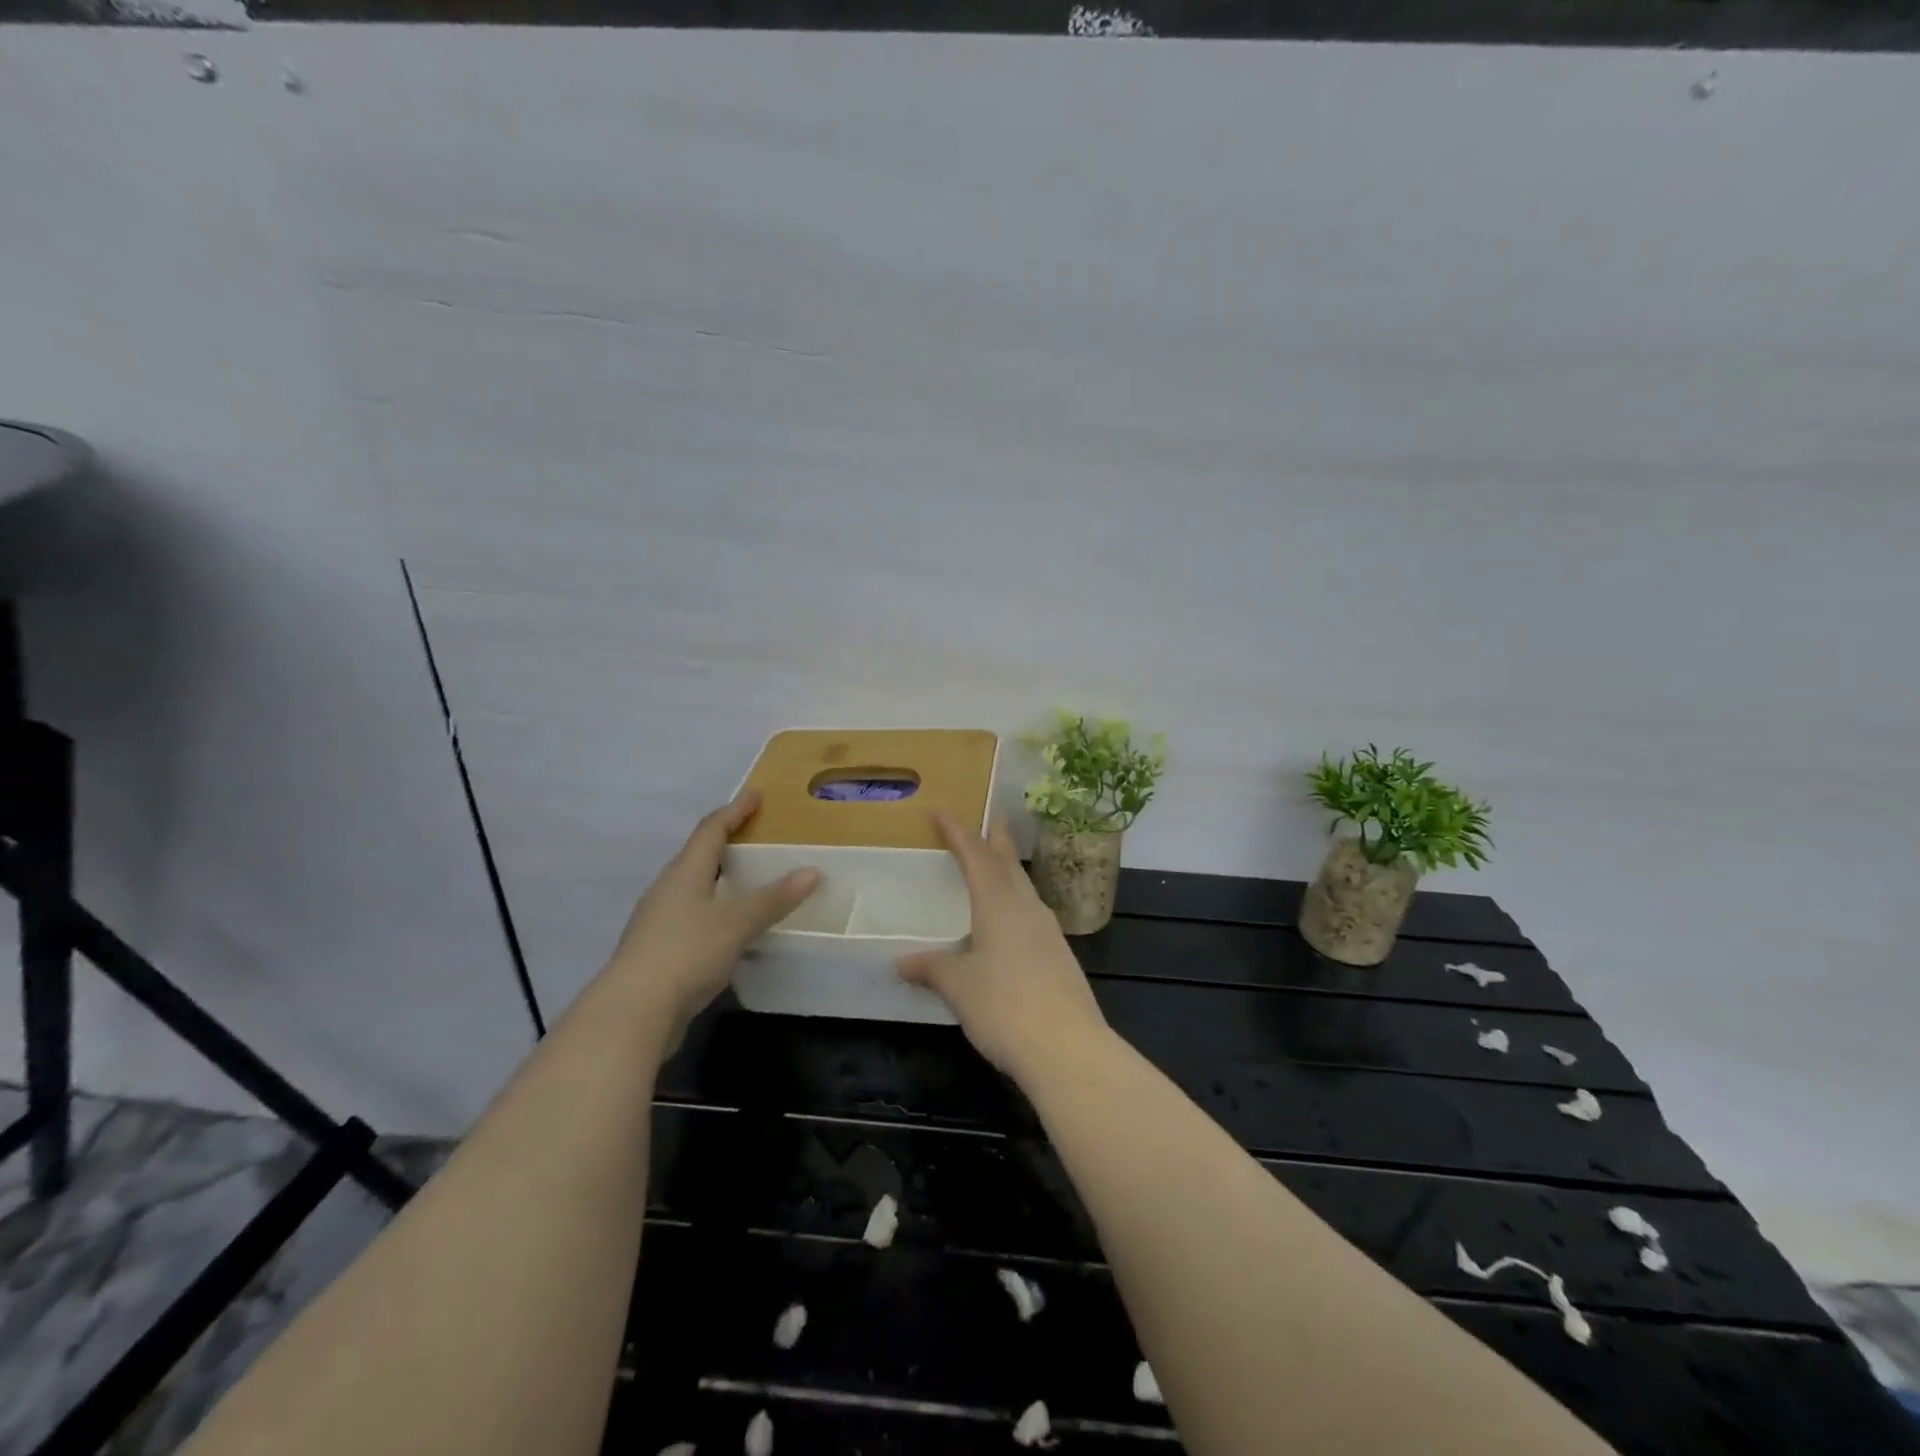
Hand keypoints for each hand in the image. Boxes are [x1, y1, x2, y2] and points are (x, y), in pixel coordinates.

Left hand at [603, 792, 818, 1052]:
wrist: (632, 1013)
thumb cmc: (685, 954)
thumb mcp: (737, 924)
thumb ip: (773, 899)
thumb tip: (812, 871)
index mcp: (684, 873)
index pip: (711, 830)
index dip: (734, 810)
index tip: (756, 795)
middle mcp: (667, 890)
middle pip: (698, 856)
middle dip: (726, 843)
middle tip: (756, 837)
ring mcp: (659, 922)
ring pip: (694, 889)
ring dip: (720, 880)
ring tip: (749, 881)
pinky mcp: (659, 951)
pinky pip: (693, 918)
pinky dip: (716, 911)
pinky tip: (732, 928)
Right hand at [897, 812, 1110, 1082]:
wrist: (1068, 1048)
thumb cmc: (1005, 1007)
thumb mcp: (959, 987)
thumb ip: (932, 969)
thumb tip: (902, 962)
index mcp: (999, 905)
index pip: (976, 857)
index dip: (958, 833)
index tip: (943, 812)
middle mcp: (1026, 910)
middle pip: (1009, 865)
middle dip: (997, 841)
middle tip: (993, 819)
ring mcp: (1048, 933)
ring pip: (1025, 889)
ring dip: (1010, 871)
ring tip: (998, 866)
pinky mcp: (1060, 957)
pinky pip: (1032, 915)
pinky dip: (1017, 903)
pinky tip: (1012, 922)